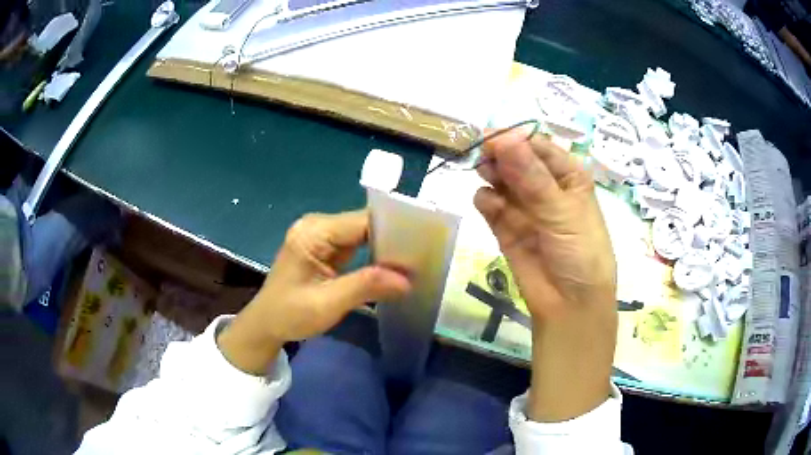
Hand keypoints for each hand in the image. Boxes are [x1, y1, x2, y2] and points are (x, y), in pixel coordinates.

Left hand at [217, 210, 411, 374]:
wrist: (266, 325)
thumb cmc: (289, 314)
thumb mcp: (327, 303)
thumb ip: (366, 286)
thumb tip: (407, 280)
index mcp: (313, 232)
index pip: (362, 222)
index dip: (393, 230)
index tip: (422, 245)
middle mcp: (318, 227)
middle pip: (364, 224)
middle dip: (392, 239)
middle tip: (421, 257)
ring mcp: (321, 237)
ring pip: (363, 234)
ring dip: (385, 248)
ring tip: (413, 262)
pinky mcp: (325, 249)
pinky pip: (357, 245)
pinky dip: (374, 256)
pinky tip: (392, 268)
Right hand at [474, 130, 617, 421]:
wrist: (569, 306)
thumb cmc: (580, 254)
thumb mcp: (563, 213)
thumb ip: (532, 178)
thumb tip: (503, 138)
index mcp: (568, 176)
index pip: (538, 146)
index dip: (516, 138)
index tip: (493, 138)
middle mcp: (545, 186)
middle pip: (516, 158)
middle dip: (500, 155)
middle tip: (486, 159)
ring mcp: (524, 206)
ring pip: (500, 178)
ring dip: (491, 173)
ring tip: (487, 177)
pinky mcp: (505, 226)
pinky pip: (490, 203)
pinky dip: (486, 200)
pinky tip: (489, 205)